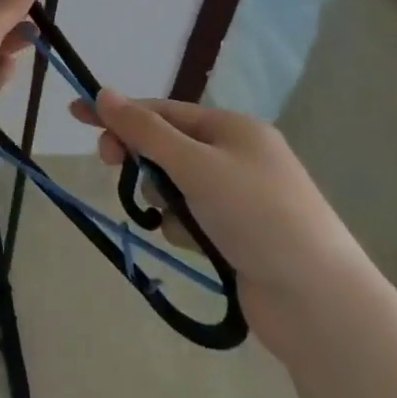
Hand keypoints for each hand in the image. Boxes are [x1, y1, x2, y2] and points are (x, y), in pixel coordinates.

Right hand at [75, 92, 396, 397]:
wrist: (320, 304)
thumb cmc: (258, 217)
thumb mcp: (197, 165)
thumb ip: (146, 131)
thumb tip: (103, 92)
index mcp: (232, 128)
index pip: (162, 111)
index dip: (119, 112)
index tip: (76, 114)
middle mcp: (236, 156)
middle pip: (167, 146)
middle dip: (140, 158)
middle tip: (111, 167)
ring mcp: (239, 197)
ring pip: (175, 185)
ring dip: (163, 198)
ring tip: (178, 222)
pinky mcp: (237, 235)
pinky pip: (190, 217)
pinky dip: (183, 226)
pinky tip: (194, 245)